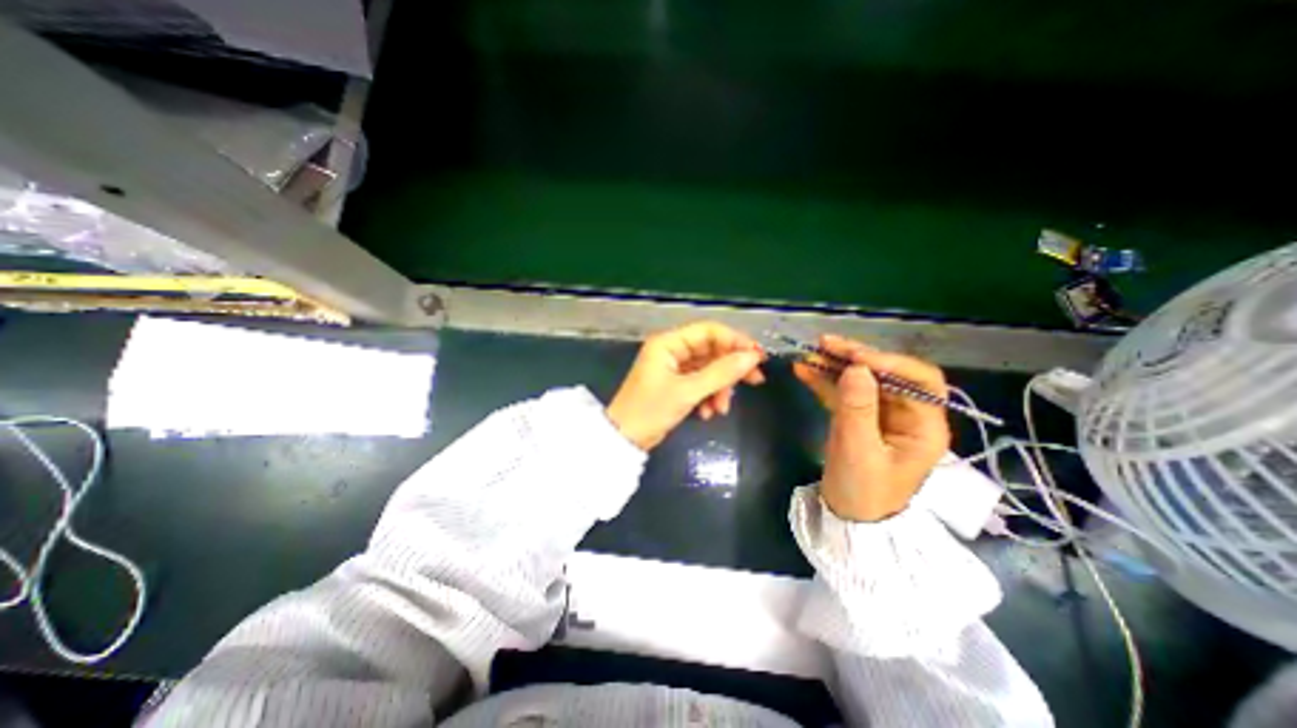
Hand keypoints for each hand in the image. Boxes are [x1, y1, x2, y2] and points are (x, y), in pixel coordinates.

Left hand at [606, 320, 761, 447]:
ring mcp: (673, 368)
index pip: (709, 331)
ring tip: (722, 408)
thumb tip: (752, 357)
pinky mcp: (675, 385)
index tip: (757, 357)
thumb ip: (721, 373)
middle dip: (731, 368)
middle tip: (755, 381)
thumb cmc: (650, 411)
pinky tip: (707, 413)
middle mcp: (671, 350)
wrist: (624, 440)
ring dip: (719, 388)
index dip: (735, 341)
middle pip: (711, 350)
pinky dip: (708, 396)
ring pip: (708, 370)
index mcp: (668, 343)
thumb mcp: (687, 391)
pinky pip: (700, 384)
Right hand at [791, 335, 948, 523]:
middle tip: (825, 343)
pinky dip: (825, 381)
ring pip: (862, 380)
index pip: (920, 381)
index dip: (890, 363)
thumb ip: (858, 409)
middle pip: (886, 375)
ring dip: (836, 365)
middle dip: (856, 357)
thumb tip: (856, 368)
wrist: (847, 518)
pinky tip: (804, 370)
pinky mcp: (857, 417)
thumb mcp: (859, 452)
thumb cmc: (862, 492)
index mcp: (924, 426)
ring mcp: (879, 415)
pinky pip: (843, 393)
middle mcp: (906, 415)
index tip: (856, 358)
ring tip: (811, 352)